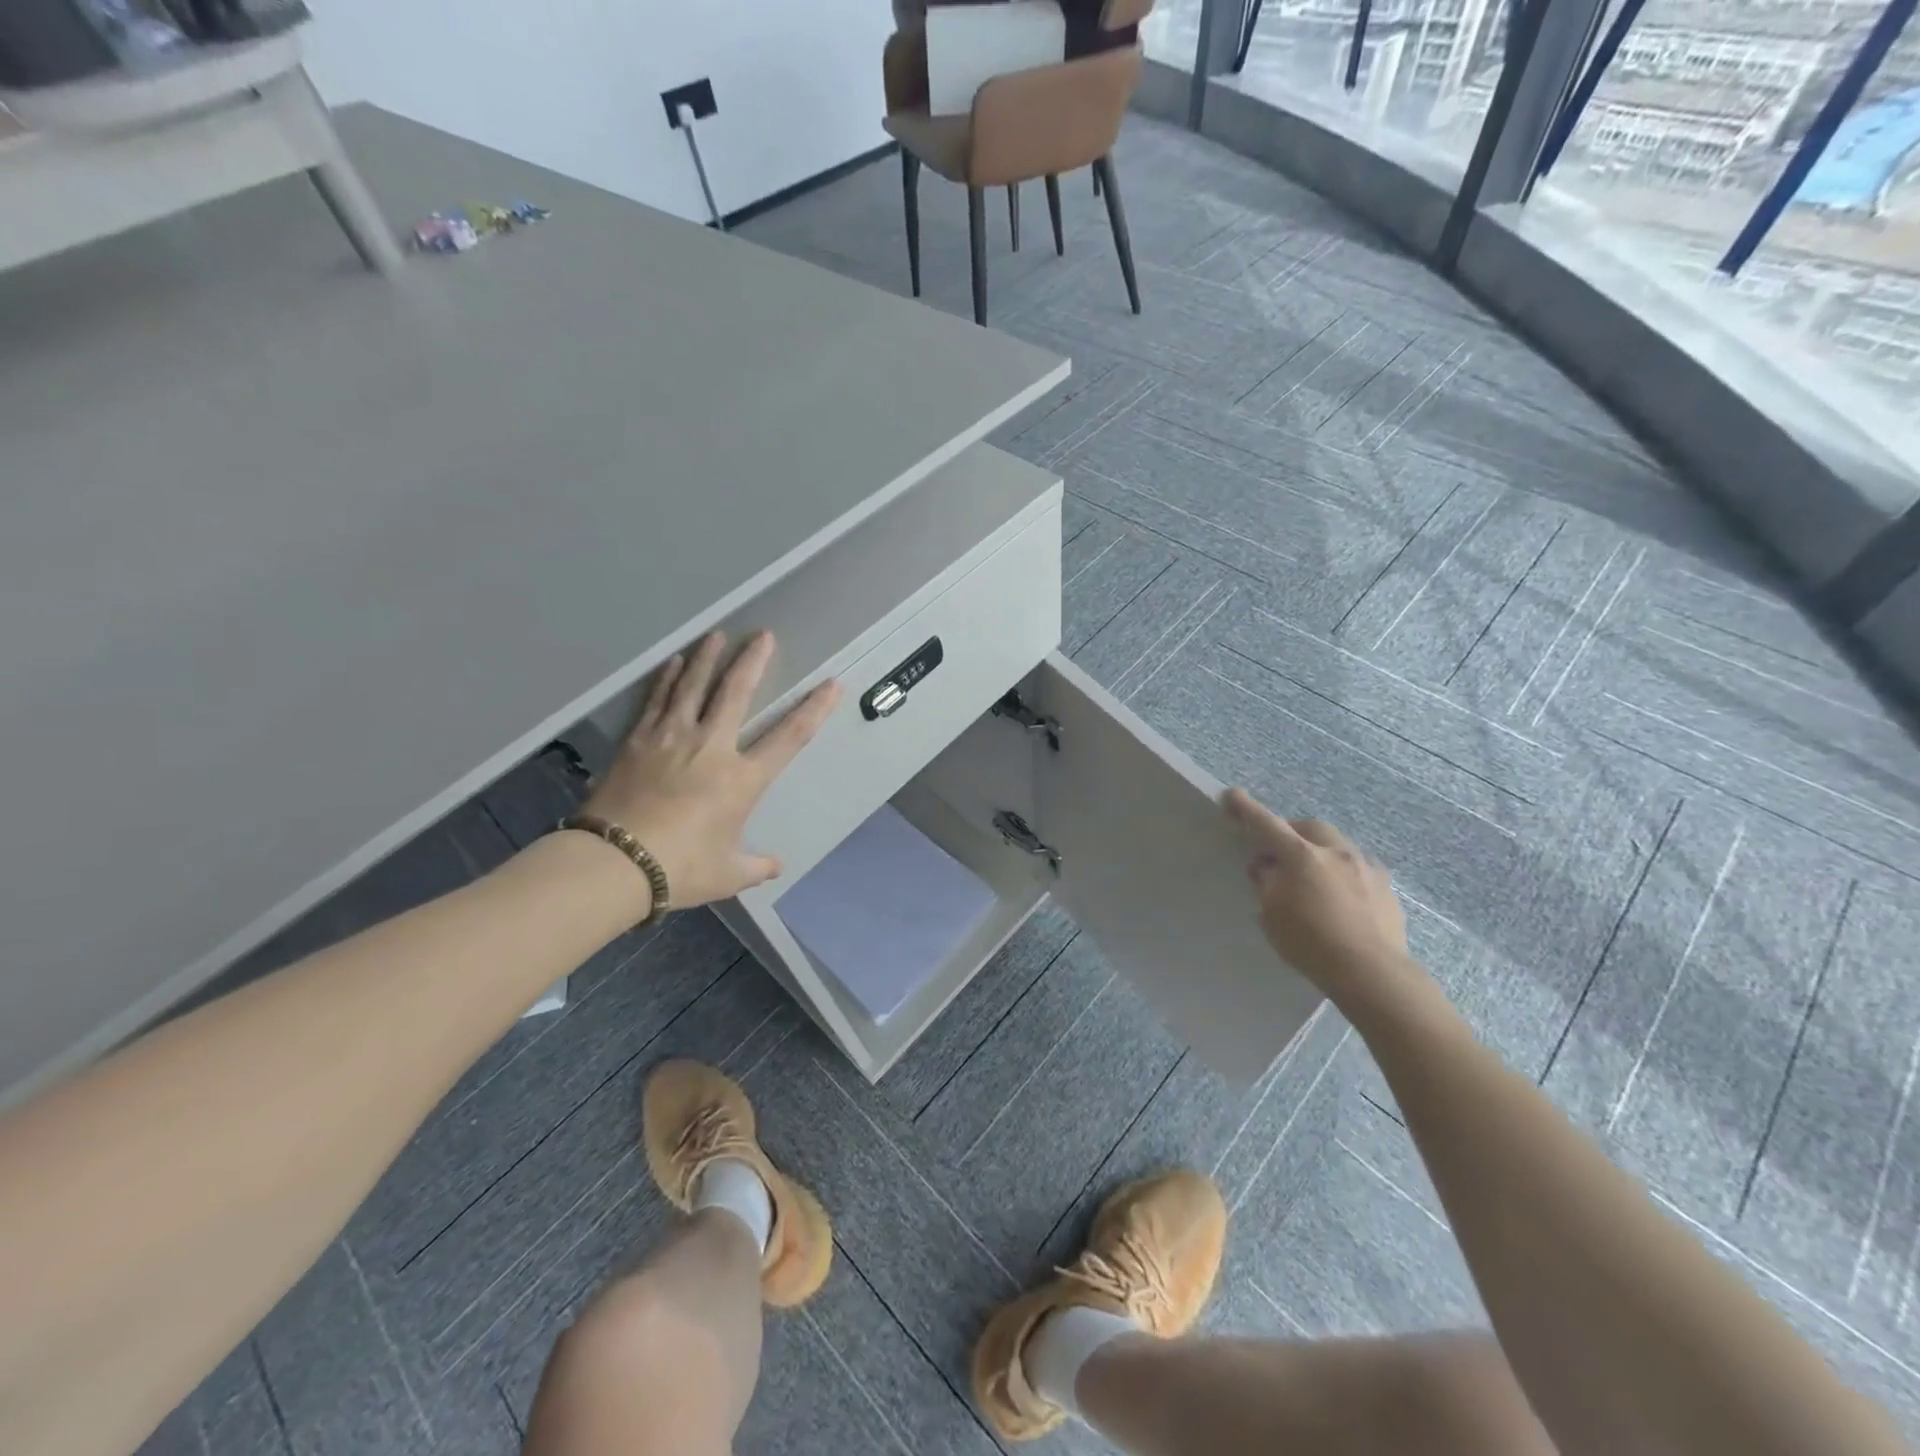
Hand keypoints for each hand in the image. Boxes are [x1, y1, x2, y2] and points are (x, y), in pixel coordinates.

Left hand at [581, 631, 840, 909]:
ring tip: (717, 635)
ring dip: (708, 658)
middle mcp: (712, 748)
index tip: (831, 685)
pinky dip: (667, 679)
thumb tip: (776, 867)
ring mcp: (672, 738)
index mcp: (742, 779)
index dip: (815, 709)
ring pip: (693, 686)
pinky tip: (673, 663)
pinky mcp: (639, 740)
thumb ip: (756, 867)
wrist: (615, 863)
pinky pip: (657, 700)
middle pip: (736, 693)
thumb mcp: (728, 874)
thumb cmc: (681, 868)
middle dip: (753, 661)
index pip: (790, 737)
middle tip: (763, 635)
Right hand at [1223, 790, 1417, 1012]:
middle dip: (1291, 831)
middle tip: (1279, 851)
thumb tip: (1267, 866)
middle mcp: (1336, 852)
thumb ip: (1266, 882)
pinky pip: (1358, 867)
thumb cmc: (1310, 944)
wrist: (1372, 974)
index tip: (1232, 795)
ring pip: (1337, 844)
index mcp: (1302, 856)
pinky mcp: (1386, 886)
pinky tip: (1341, 895)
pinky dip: (1343, 872)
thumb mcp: (1271, 914)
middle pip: (1309, 827)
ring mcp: (1366, 867)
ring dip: (1320, 851)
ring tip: (1312, 876)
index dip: (1246, 809)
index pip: (1267, 824)